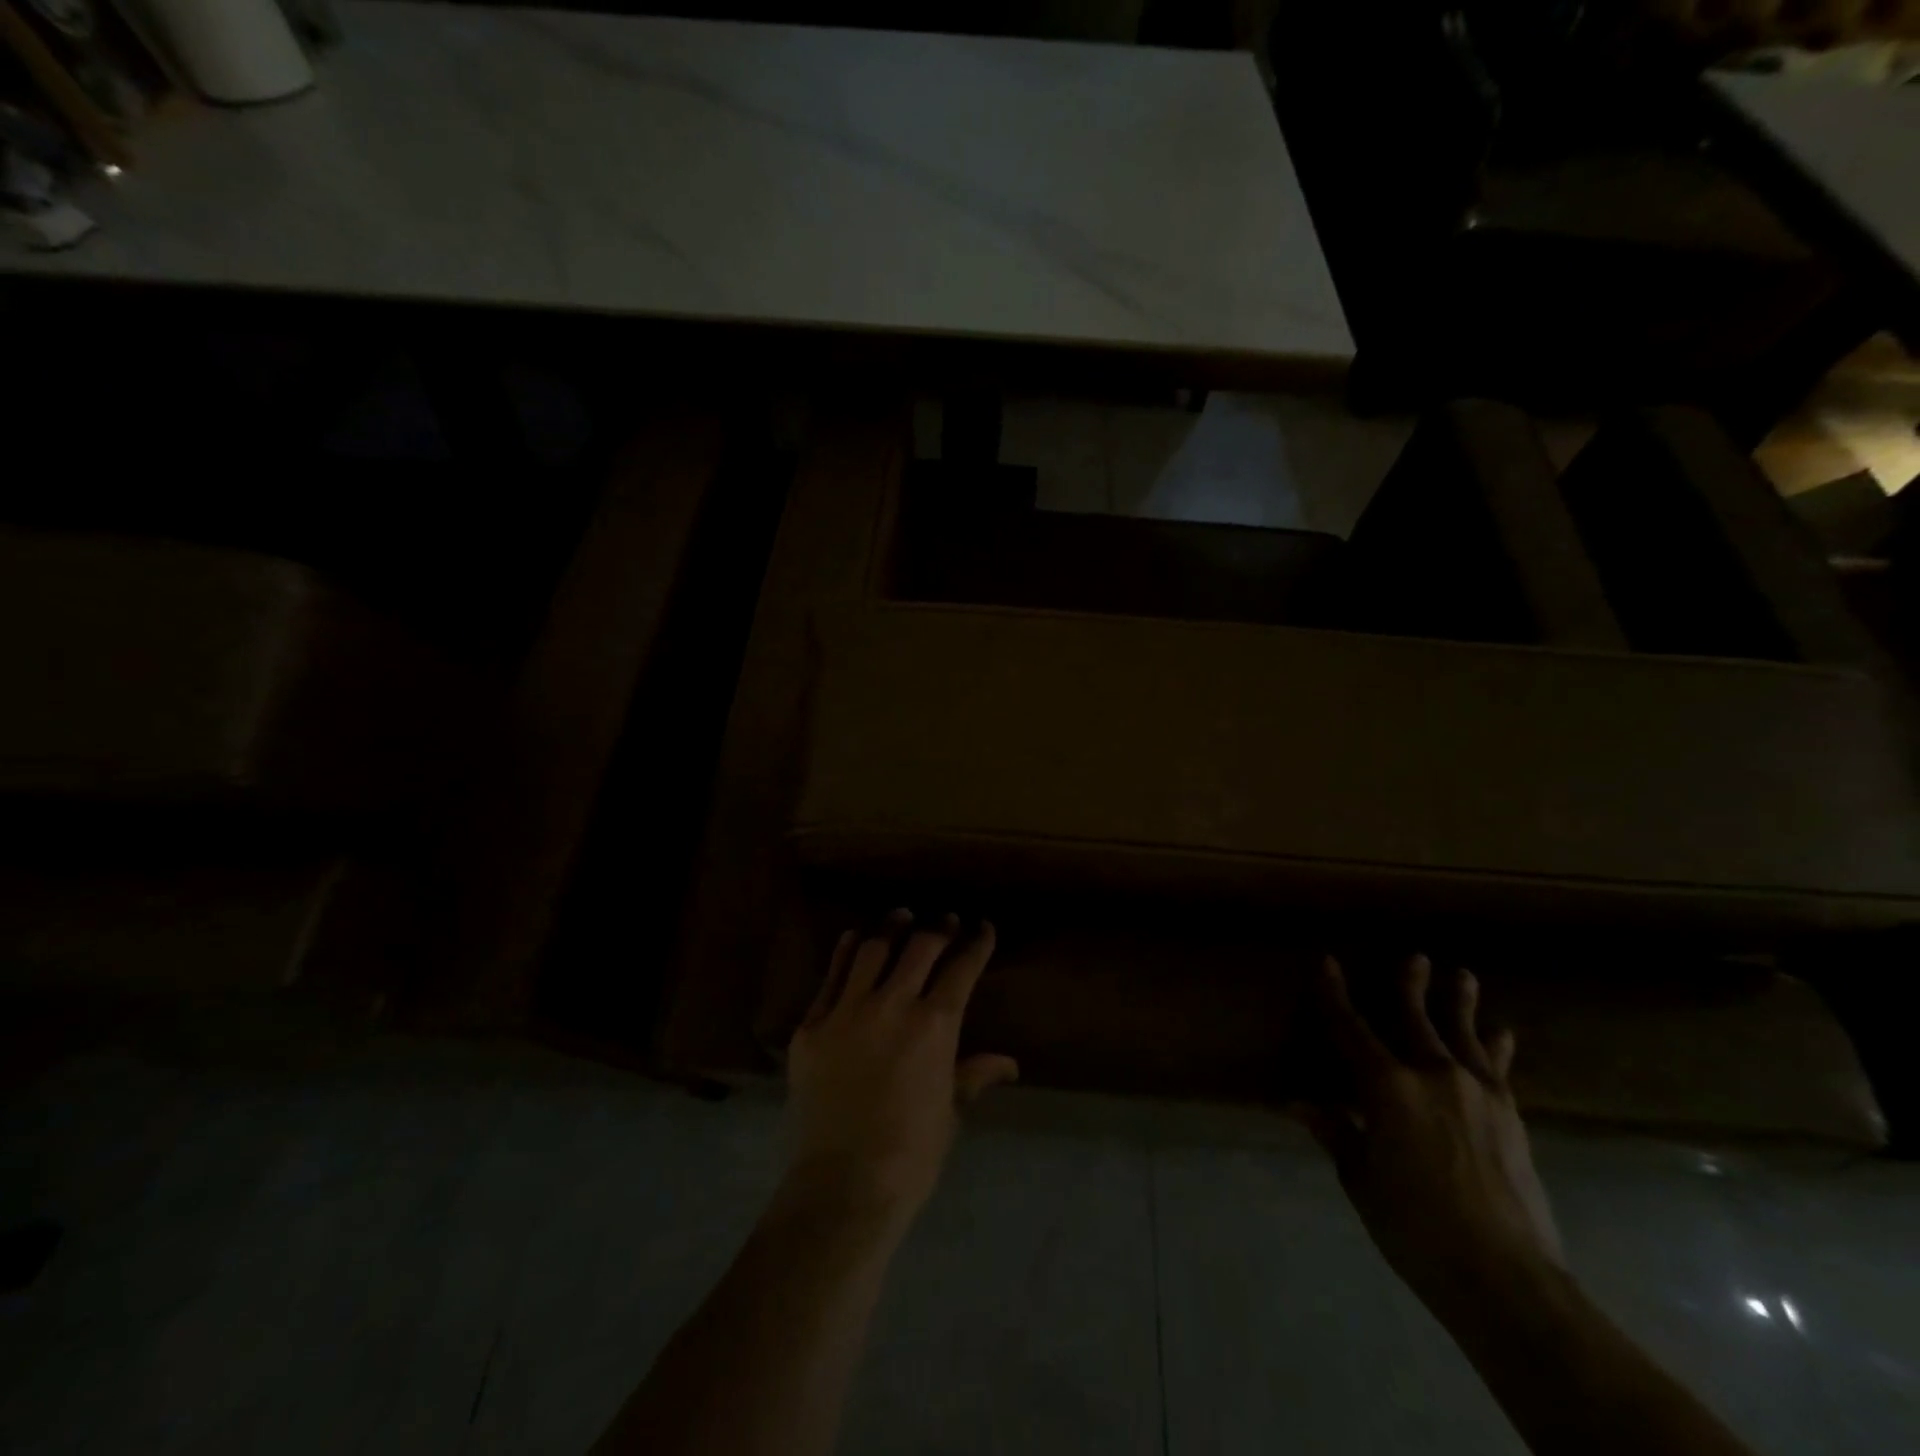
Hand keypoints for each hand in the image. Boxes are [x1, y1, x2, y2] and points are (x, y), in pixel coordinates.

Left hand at [785, 910, 1017, 1225]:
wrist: (842, 1185)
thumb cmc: (910, 1154)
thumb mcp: (950, 1112)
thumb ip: (974, 1074)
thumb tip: (1009, 1063)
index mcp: (934, 1026)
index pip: (961, 968)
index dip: (976, 943)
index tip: (983, 927)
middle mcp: (892, 1004)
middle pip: (920, 947)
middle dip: (938, 928)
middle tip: (946, 920)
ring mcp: (847, 1010)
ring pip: (873, 950)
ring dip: (892, 928)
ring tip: (901, 916)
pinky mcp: (813, 1024)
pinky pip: (832, 976)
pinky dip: (846, 952)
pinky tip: (854, 938)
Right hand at [1306, 954, 1562, 1318]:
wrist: (1506, 1278)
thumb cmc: (1415, 1226)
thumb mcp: (1361, 1178)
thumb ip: (1336, 1131)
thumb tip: (1298, 1101)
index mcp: (1387, 1087)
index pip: (1351, 1029)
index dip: (1335, 995)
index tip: (1329, 963)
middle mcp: (1432, 1075)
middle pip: (1415, 1018)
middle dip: (1409, 985)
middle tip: (1416, 956)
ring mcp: (1478, 1093)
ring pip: (1464, 1034)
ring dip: (1460, 1003)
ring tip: (1463, 975)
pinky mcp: (1510, 1116)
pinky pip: (1498, 1068)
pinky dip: (1496, 1047)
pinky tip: (1502, 1033)